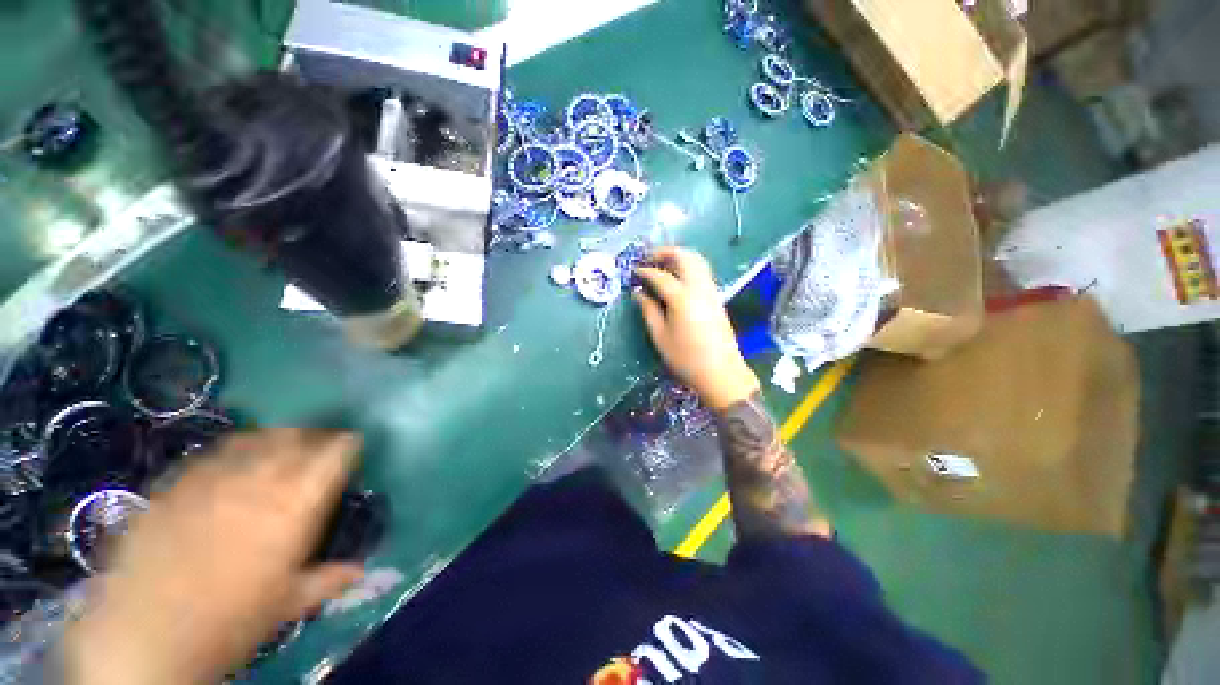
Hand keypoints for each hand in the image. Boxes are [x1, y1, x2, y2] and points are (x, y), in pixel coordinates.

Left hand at [64, 430, 364, 684]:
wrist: (145, 636)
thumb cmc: (230, 623)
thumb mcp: (287, 604)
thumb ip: (327, 579)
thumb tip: (360, 569)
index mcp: (295, 507)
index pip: (333, 457)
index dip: (346, 445)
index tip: (352, 442)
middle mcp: (258, 483)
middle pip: (294, 440)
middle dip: (312, 435)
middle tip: (319, 440)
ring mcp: (212, 481)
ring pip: (254, 439)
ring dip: (274, 436)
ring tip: (280, 440)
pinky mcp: (175, 486)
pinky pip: (211, 455)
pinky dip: (230, 450)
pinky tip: (230, 459)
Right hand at [635, 247, 759, 409]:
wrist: (721, 372)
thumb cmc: (686, 358)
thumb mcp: (660, 337)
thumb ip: (648, 311)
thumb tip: (639, 293)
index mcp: (681, 298)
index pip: (660, 276)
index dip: (645, 271)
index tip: (634, 272)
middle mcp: (699, 288)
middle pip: (684, 257)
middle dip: (665, 253)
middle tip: (649, 259)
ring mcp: (711, 291)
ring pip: (697, 260)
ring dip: (679, 257)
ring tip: (663, 265)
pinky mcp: (717, 297)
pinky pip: (703, 271)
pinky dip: (689, 266)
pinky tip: (678, 278)